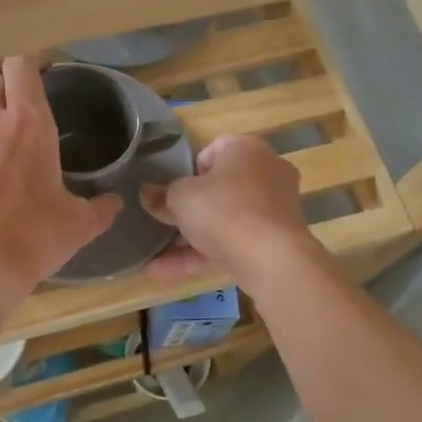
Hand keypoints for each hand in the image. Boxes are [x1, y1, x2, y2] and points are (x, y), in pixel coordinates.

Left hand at [0, 56, 120, 313]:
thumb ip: (100, 208)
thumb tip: (114, 202)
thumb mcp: (78, 225)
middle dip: (7, 88)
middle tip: (24, 109)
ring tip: (4, 137)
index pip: (21, 66)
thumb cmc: (32, 237)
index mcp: (27, 122)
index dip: (31, 62)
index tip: (44, 70)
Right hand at [141, 135, 317, 287]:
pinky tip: (163, 272)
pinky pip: (232, 244)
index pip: (212, 150)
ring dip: (188, 238)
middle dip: (188, 209)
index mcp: (246, 149)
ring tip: (153, 255)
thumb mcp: (180, 198)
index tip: (171, 190)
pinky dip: (202, 255)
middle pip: (219, 188)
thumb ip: (161, 195)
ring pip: (224, 220)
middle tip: (162, 221)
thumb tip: (146, 193)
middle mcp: (266, 172)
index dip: (187, 170)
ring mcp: (273, 209)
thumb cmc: (223, 210)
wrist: (272, 259)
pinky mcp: (274, 242)